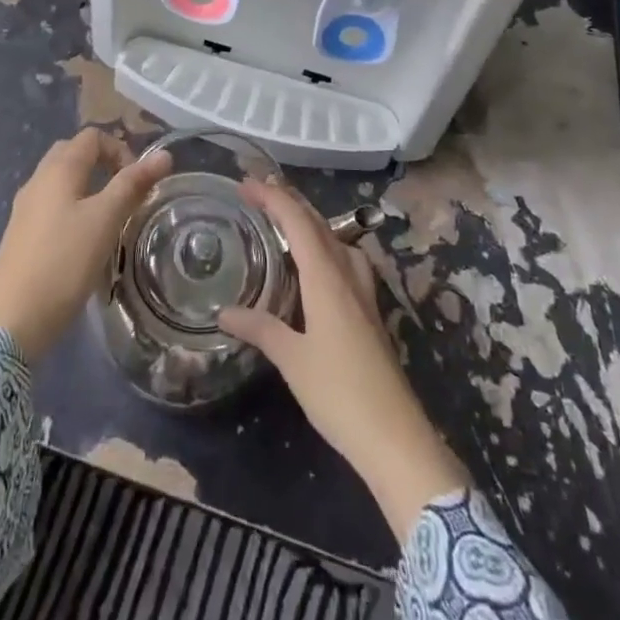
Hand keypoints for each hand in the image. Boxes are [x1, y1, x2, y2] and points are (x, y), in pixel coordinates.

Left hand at [0, 129, 171, 363]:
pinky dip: (72, 210)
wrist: (9, 322)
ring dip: (88, 188)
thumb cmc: (63, 262)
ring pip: (60, 182)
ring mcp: (25, 209)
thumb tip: (164, 155)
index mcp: (58, 169)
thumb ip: (133, 184)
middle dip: (102, 164)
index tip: (137, 182)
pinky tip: (82, 242)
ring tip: (108, 219)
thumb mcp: (105, 220)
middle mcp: (37, 181)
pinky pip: (51, 207)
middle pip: (72, 154)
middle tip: (124, 194)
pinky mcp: (20, 236)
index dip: (119, 150)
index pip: (92, 137)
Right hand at [219, 178, 469, 542]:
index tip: (246, 184)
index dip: (273, 198)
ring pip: (336, 239)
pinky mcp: (370, 311)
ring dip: (310, 221)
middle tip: (260, 190)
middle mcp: (347, 274)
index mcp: (327, 277)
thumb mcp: (292, 359)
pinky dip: (325, 245)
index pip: (298, 222)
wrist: (394, 436)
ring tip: (285, 218)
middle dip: (290, 201)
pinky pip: (345, 259)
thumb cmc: (339, 393)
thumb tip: (225, 311)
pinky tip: (317, 263)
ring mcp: (363, 292)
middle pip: (319, 224)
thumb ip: (260, 329)